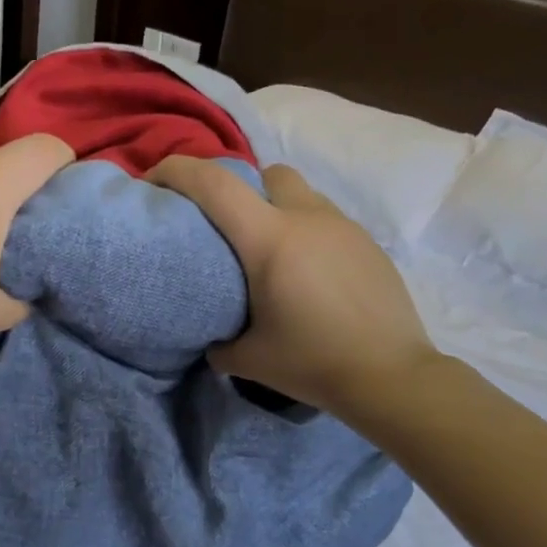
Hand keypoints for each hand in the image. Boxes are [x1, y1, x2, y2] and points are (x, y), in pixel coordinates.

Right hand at [148, 157, 438, 412]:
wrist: (392, 376)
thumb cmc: (313, 363)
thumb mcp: (250, 359)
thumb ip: (220, 343)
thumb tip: (213, 340)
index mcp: (269, 239)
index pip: (214, 184)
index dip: (177, 171)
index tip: (154, 180)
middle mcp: (307, 218)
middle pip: (266, 173)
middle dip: (241, 187)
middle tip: (230, 228)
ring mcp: (344, 227)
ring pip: (301, 195)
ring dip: (278, 210)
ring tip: (272, 254)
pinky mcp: (368, 244)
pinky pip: (327, 221)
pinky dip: (308, 233)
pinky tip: (309, 275)